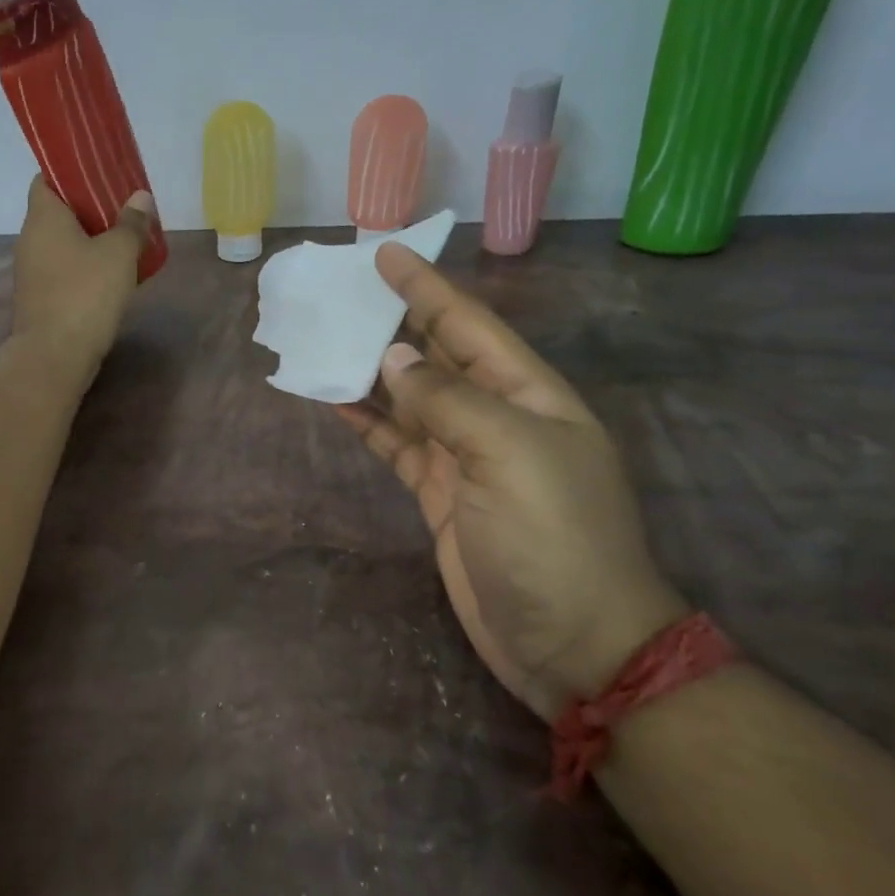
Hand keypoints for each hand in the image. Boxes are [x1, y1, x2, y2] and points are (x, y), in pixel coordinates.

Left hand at [11, 176, 154, 377]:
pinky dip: (85, 268)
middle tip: (125, 208)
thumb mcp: (118, 253)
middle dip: (90, 209)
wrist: (54, 356)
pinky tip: (114, 276)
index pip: (46, 178)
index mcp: (42, 217)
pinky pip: (65, 271)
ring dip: (91, 241)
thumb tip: (140, 197)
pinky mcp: (40, 299)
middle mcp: (30, 239)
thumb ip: (131, 223)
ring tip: (126, 241)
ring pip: (63, 244)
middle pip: (58, 212)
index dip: (71, 172)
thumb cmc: (85, 294)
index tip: (100, 174)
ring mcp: (32, 272)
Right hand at [337, 244, 686, 721]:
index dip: (426, 288)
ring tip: (323, 342)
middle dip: (394, 321)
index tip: (385, 254)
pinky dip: (367, 423)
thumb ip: (446, 400)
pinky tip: (333, 402)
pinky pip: (396, 445)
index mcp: (527, 395)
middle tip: (342, 293)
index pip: (467, 326)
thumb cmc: (551, 538)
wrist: (572, 641)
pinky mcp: (439, 494)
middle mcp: (496, 417)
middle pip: (435, 356)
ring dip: (370, 372)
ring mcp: (465, 458)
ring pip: (409, 399)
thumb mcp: (508, 455)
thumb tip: (393, 357)